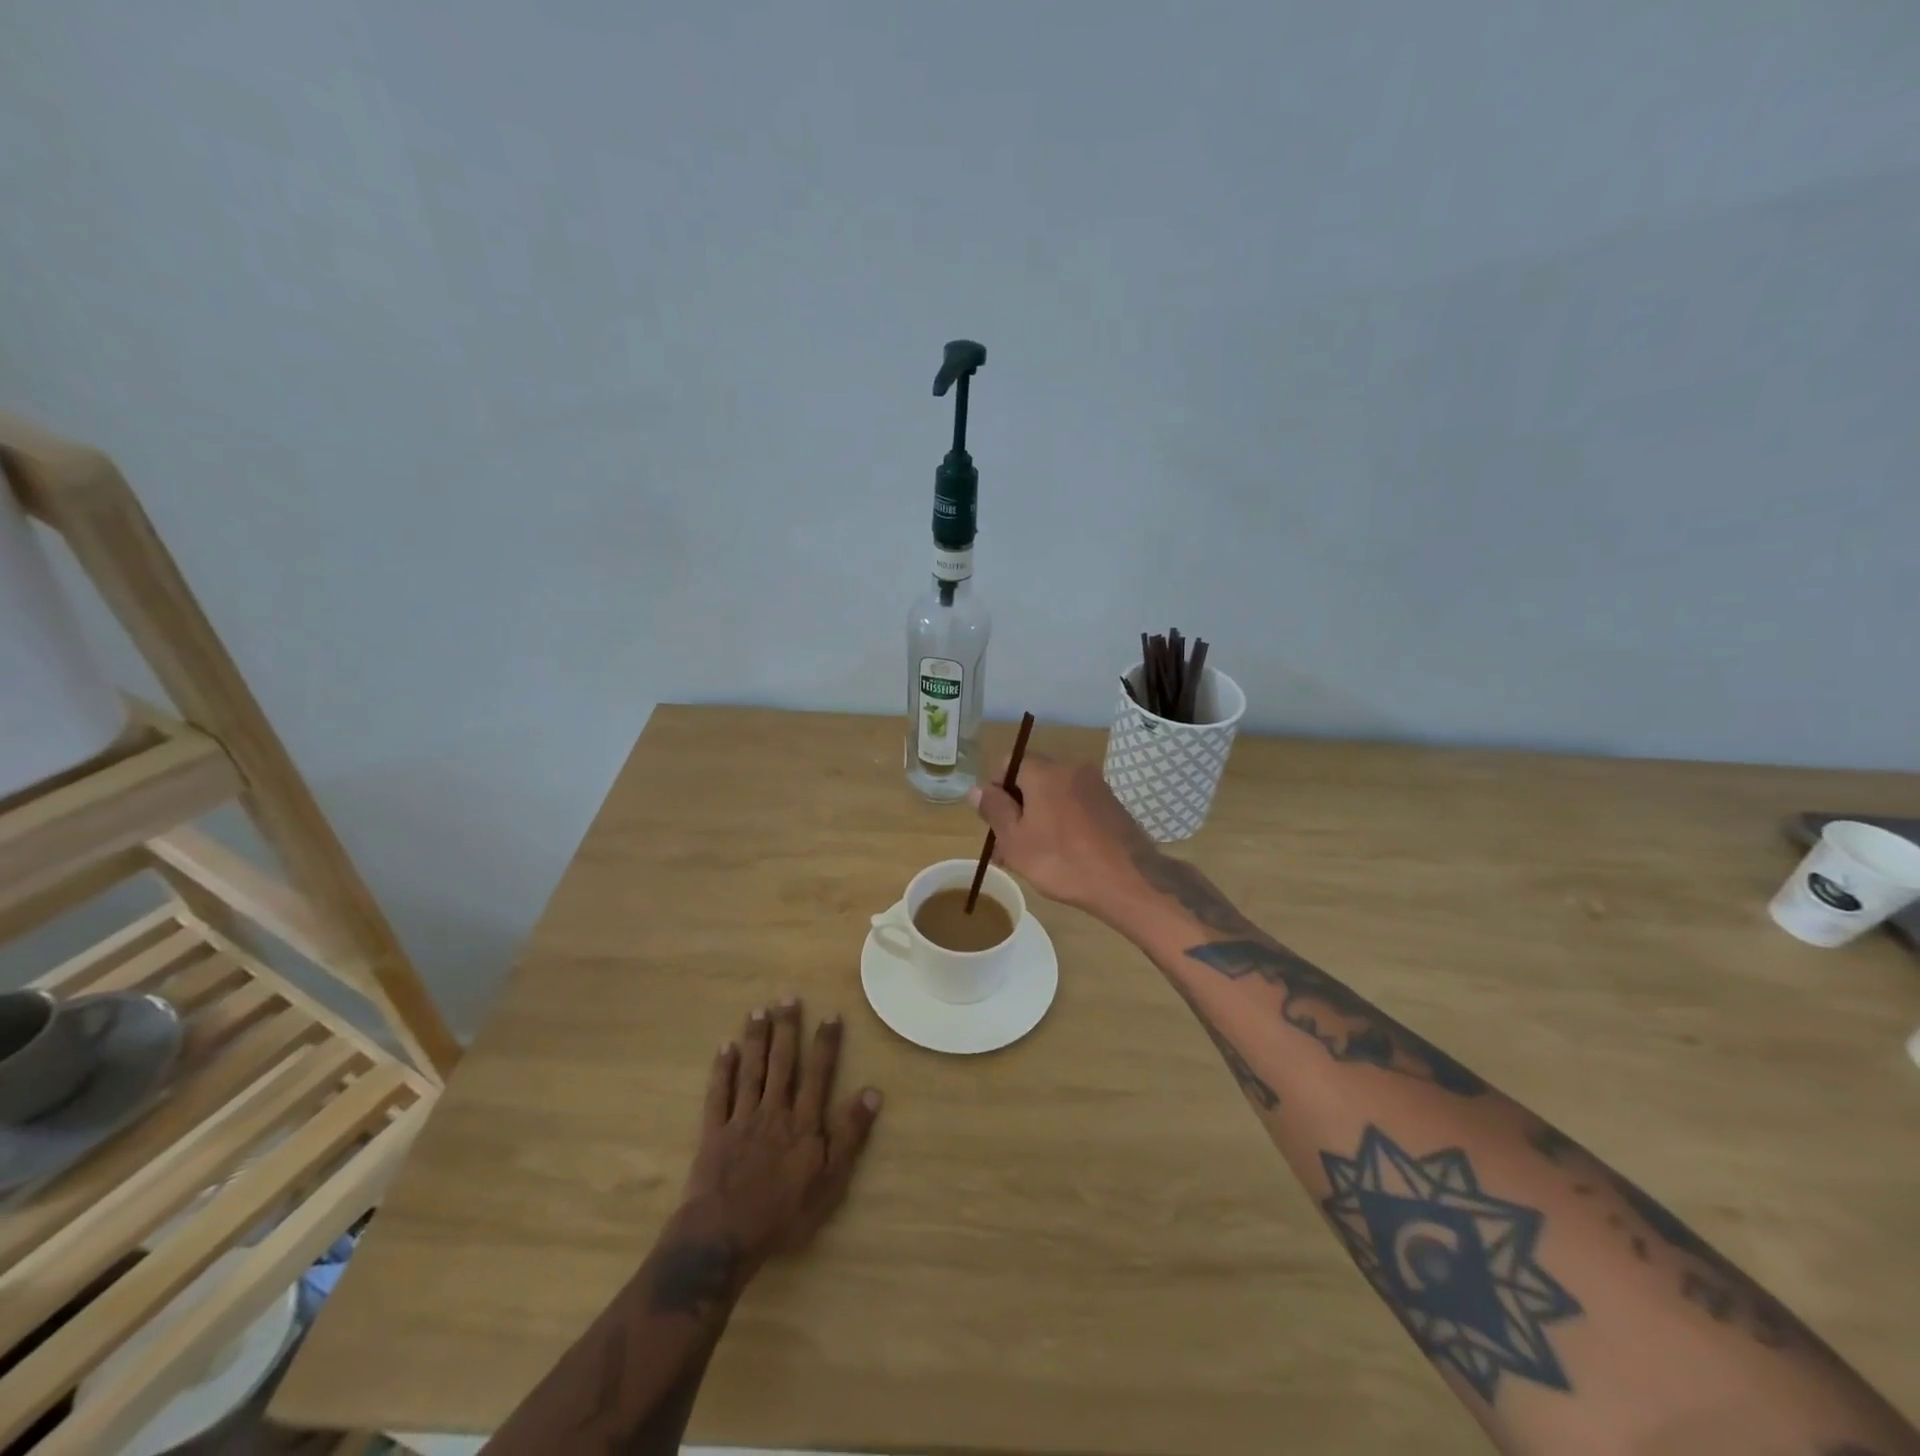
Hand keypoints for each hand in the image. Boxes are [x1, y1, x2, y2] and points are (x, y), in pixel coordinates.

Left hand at [679, 999, 881, 1279]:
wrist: (724, 1236)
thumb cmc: (784, 1214)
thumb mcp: (830, 1182)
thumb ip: (850, 1135)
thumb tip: (872, 1092)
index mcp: (803, 1122)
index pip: (819, 1074)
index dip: (826, 1043)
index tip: (830, 1014)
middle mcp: (774, 1111)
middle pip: (782, 1063)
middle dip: (787, 1029)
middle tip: (788, 998)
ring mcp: (741, 1119)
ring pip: (751, 1070)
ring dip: (756, 1039)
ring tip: (758, 1011)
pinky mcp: (714, 1133)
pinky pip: (719, 1094)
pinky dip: (722, 1070)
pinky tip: (724, 1048)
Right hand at [968, 752, 1152, 918]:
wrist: (1128, 881)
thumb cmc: (1062, 861)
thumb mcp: (1015, 840)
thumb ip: (994, 810)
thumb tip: (977, 789)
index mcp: (1044, 771)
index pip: (1009, 763)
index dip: (995, 790)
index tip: (995, 822)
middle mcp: (1070, 768)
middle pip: (1032, 778)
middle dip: (1017, 806)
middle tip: (1009, 845)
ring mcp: (1095, 785)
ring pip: (1054, 794)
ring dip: (1039, 816)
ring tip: (1034, 854)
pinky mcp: (1111, 804)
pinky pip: (1076, 804)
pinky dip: (1064, 821)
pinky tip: (1063, 852)